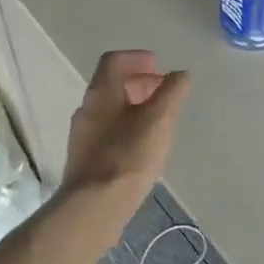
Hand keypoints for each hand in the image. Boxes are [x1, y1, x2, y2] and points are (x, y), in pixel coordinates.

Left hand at [61, 51, 190, 218]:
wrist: (94, 206)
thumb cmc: (128, 156)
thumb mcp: (159, 119)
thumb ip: (172, 92)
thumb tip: (180, 75)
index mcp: (101, 92)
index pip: (114, 60)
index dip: (137, 57)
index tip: (158, 65)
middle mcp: (87, 108)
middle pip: (112, 84)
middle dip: (139, 82)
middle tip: (163, 91)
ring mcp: (83, 135)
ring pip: (110, 109)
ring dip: (134, 105)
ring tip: (159, 119)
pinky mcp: (85, 158)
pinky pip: (108, 131)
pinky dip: (127, 126)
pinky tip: (143, 146)